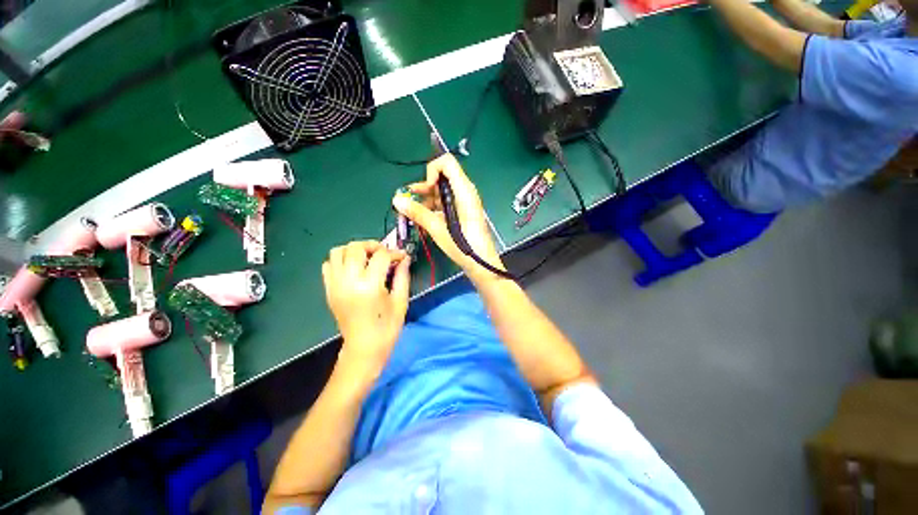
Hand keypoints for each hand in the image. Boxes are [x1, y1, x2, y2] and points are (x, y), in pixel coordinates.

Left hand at [321, 240, 409, 378]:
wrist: (364, 348)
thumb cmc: (387, 327)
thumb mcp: (401, 301)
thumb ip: (402, 276)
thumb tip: (405, 258)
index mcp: (369, 286)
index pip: (381, 256)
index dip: (394, 253)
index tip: (402, 257)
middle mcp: (349, 282)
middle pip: (356, 247)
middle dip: (373, 245)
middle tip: (384, 253)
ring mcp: (335, 285)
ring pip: (337, 252)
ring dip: (354, 250)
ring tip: (367, 258)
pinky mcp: (328, 290)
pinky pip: (328, 265)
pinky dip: (340, 260)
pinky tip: (353, 268)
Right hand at [392, 154, 504, 283]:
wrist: (482, 263)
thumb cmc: (464, 247)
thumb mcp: (439, 230)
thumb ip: (418, 213)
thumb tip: (397, 200)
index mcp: (464, 191)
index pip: (447, 162)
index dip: (432, 170)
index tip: (426, 189)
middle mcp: (465, 192)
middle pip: (442, 177)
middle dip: (425, 187)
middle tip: (410, 201)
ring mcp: (465, 202)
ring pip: (443, 191)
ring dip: (427, 199)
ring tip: (413, 212)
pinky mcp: (463, 211)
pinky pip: (446, 202)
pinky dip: (434, 207)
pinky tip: (424, 218)